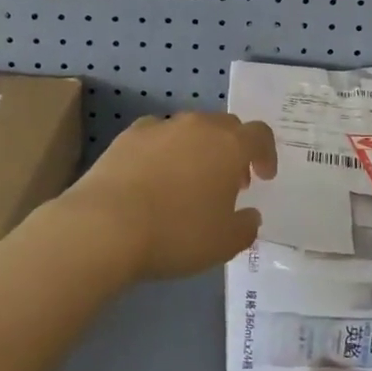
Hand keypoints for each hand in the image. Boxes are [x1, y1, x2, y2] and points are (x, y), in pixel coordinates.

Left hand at [56, 112, 273, 280]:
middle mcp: (198, 126)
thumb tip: (249, 215)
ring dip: (199, 149)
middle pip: (226, 126)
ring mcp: (161, 126)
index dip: (266, 154)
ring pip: (190, 129)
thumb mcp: (223, 243)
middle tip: (230, 182)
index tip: (264, 177)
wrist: (105, 225)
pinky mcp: (128, 135)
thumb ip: (245, 227)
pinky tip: (154, 176)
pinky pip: (157, 136)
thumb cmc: (176, 233)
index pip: (259, 135)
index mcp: (229, 145)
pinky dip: (163, 150)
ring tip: (189, 182)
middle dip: (233, 150)